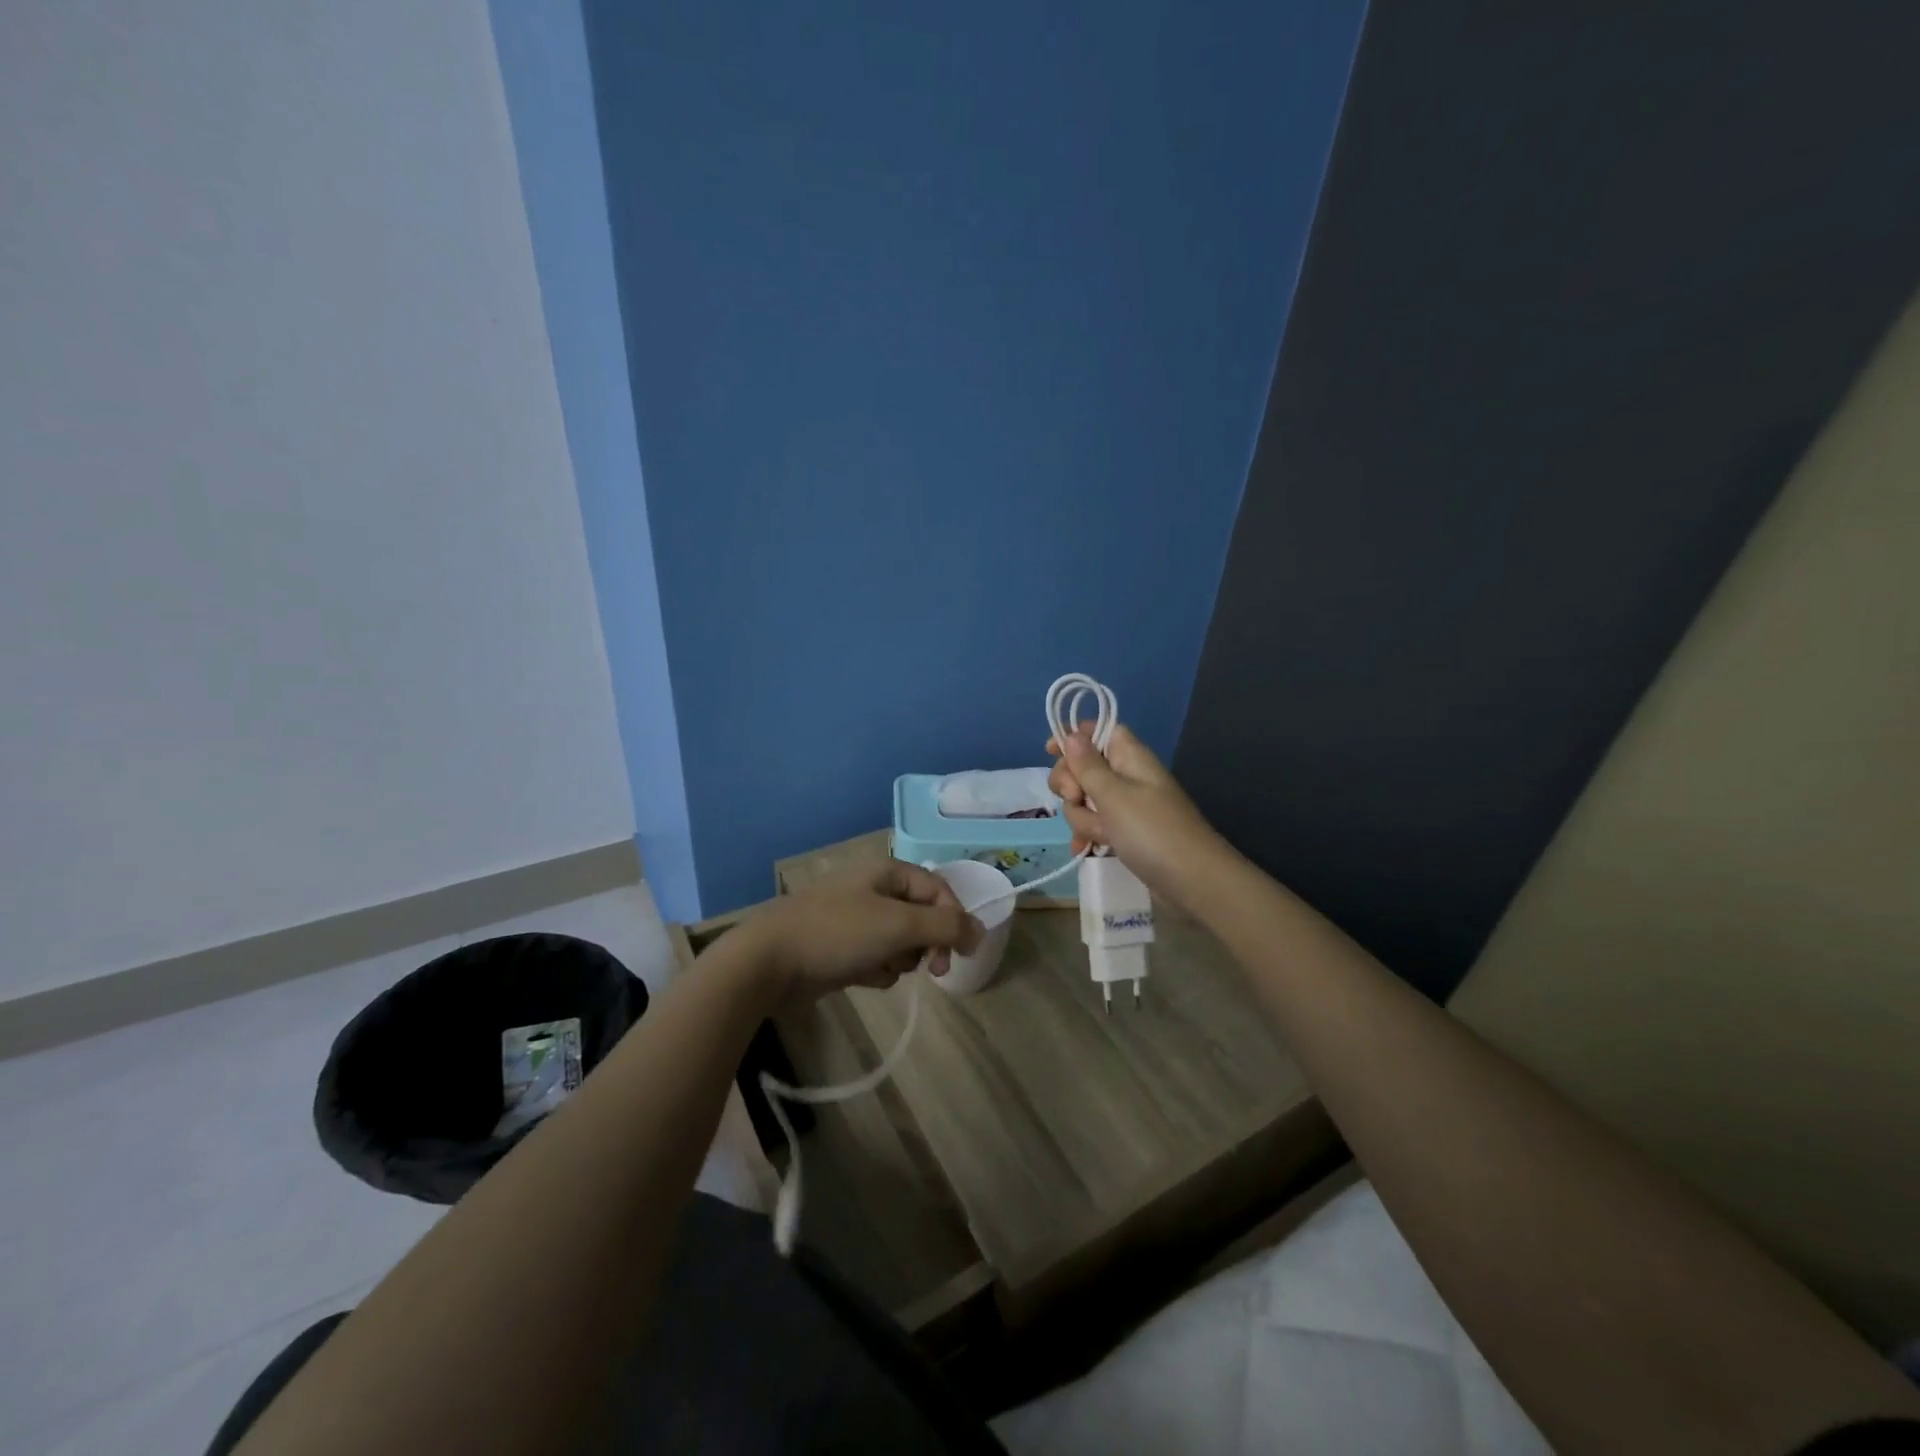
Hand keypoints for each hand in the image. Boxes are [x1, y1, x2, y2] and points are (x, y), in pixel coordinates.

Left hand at [744, 859, 983, 1004]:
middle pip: (923, 917)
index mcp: (888, 872)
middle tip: (928, 969)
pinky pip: (878, 957)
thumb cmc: (838, 933)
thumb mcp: (899, 925)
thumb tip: (980, 931)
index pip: (939, 890)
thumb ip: (946, 927)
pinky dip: (877, 969)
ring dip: (900, 959)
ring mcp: (856, 919)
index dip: (954, 920)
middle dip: (925, 944)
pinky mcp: (843, 948)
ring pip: (901, 941)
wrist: (770, 961)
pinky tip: (862, 977)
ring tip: (880, 967)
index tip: (958, 956)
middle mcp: (874, 890)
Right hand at [1047, 721, 1227, 906]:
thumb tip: (1072, 735)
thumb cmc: (1152, 831)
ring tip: (1099, 836)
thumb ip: (1088, 765)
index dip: (1074, 737)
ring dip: (1082, 818)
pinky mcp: (1124, 833)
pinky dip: (1088, 835)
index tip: (1050, 752)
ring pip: (1084, 801)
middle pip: (1083, 767)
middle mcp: (1127, 777)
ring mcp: (1126, 807)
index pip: (1099, 731)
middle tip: (1076, 798)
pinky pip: (1095, 825)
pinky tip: (1083, 851)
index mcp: (1130, 757)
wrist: (1192, 881)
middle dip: (1070, 785)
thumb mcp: (1114, 795)